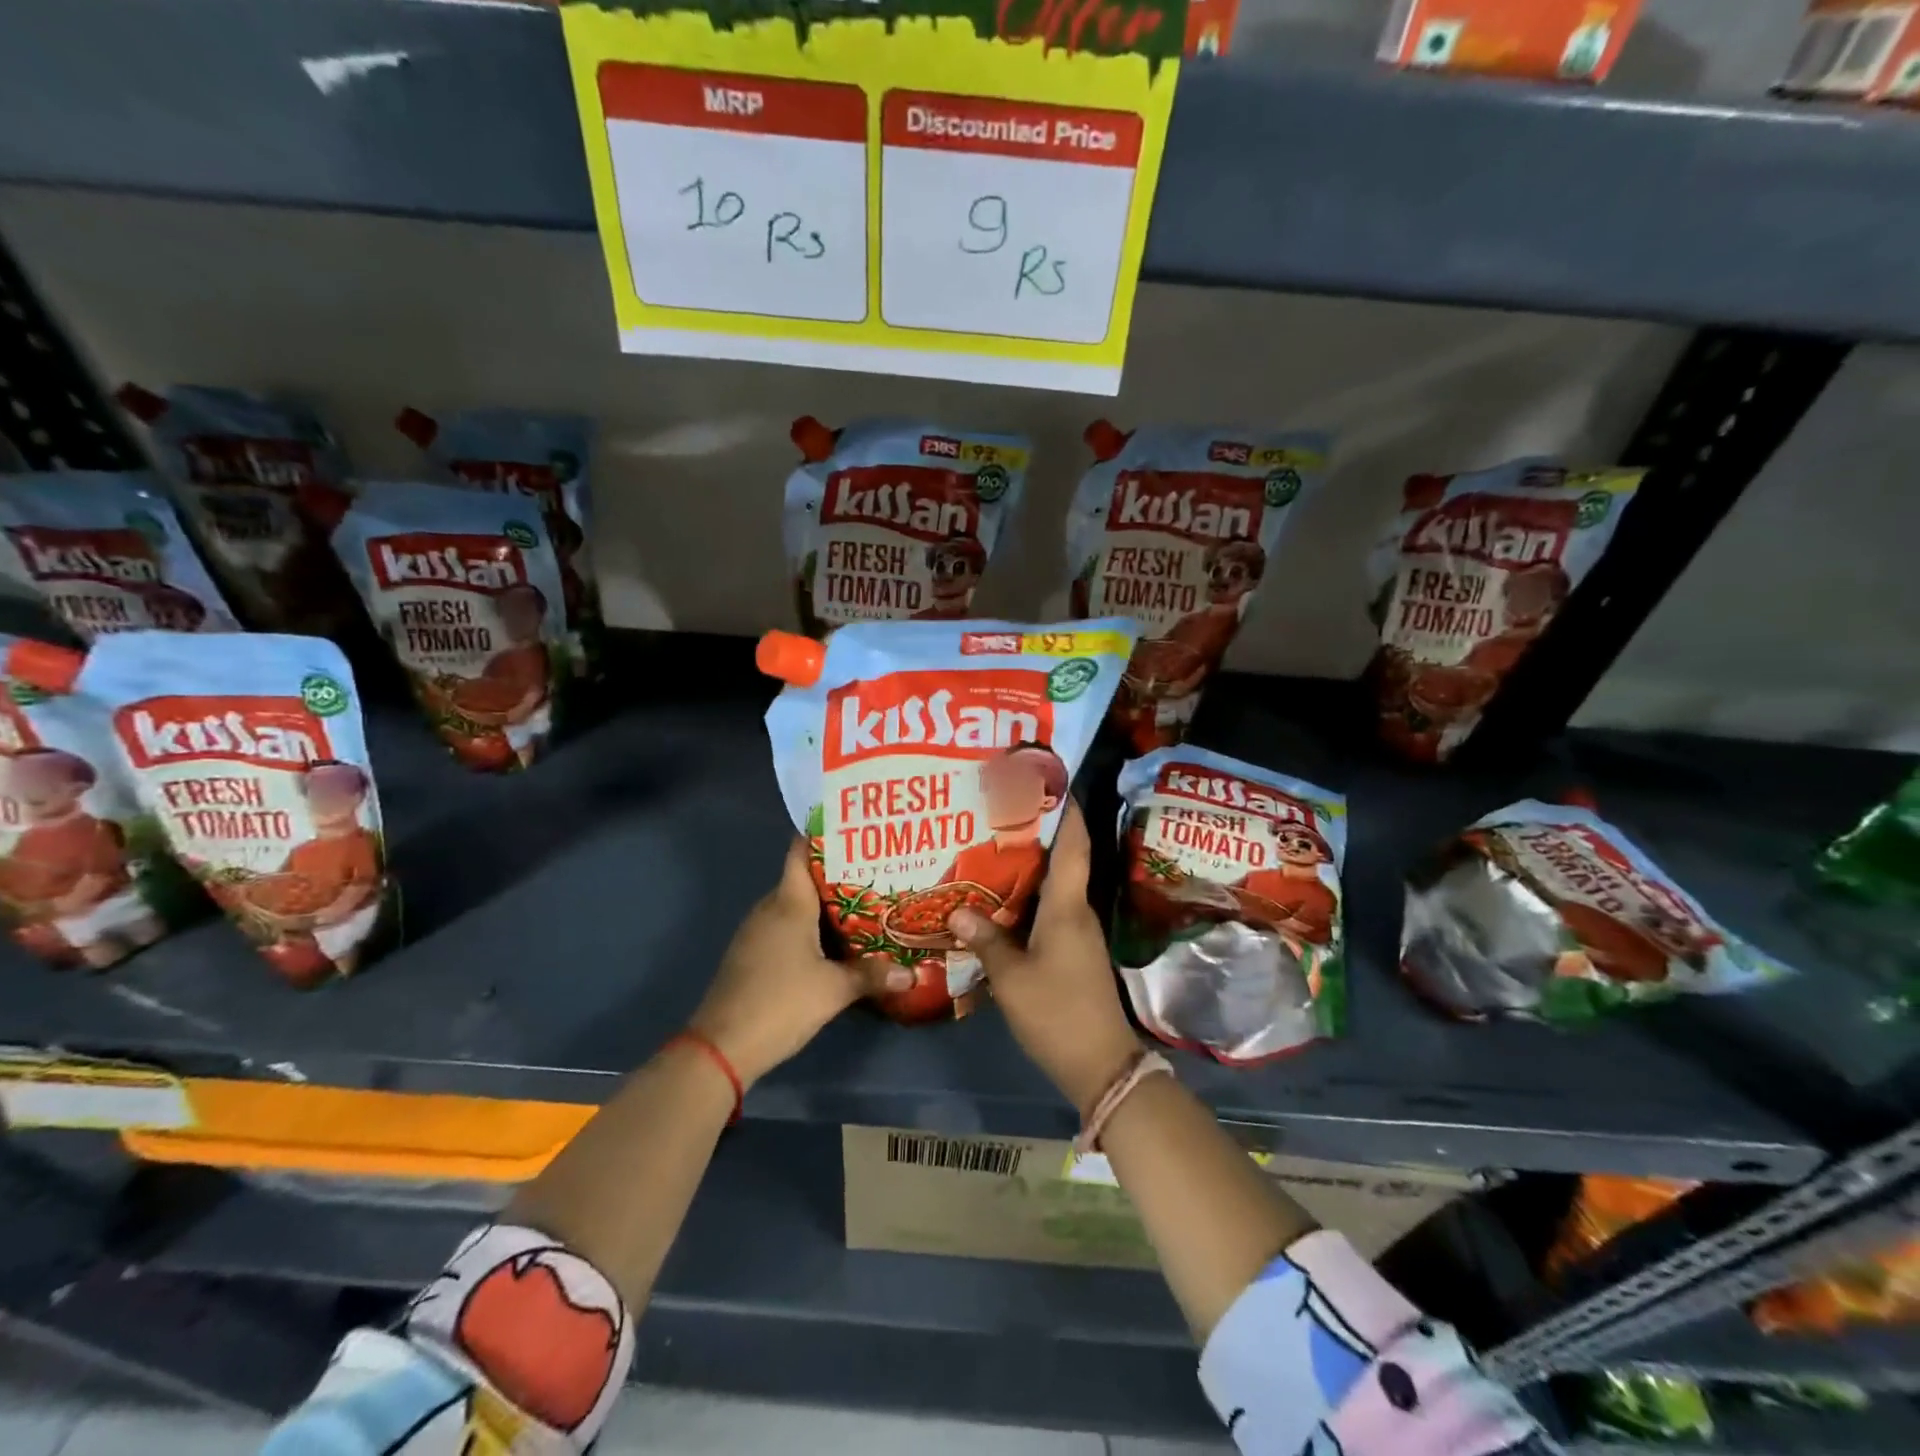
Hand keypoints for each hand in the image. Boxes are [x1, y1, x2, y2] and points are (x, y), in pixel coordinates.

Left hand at [687, 837, 880, 1086]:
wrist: (722, 1047)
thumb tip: (910, 972)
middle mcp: (770, 909)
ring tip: (866, 905)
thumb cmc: (780, 1003)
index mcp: (788, 903)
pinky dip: (811, 929)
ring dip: (826, 906)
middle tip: (877, 873)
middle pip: (804, 879)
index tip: (855, 829)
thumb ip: (872, 976)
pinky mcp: (753, 955)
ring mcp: (757, 933)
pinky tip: (836, 943)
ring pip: (796, 906)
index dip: (824, 836)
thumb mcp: (834, 990)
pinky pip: (786, 928)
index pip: (801, 852)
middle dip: (839, 875)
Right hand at [948, 801, 1140, 1114]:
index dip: (1066, 810)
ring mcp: (1077, 932)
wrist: (1101, 1065)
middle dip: (1037, 831)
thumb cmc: (1057, 1013)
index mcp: (1068, 906)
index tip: (1047, 780)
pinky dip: (1027, 896)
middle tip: (998, 810)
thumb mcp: (1012, 978)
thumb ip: (987, 941)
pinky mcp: (1072, 951)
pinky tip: (999, 899)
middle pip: (1062, 859)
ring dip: (1029, 865)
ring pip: (1054, 885)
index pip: (1074, 845)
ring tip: (990, 847)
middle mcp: (1077, 910)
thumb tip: (959, 911)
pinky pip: (1049, 910)